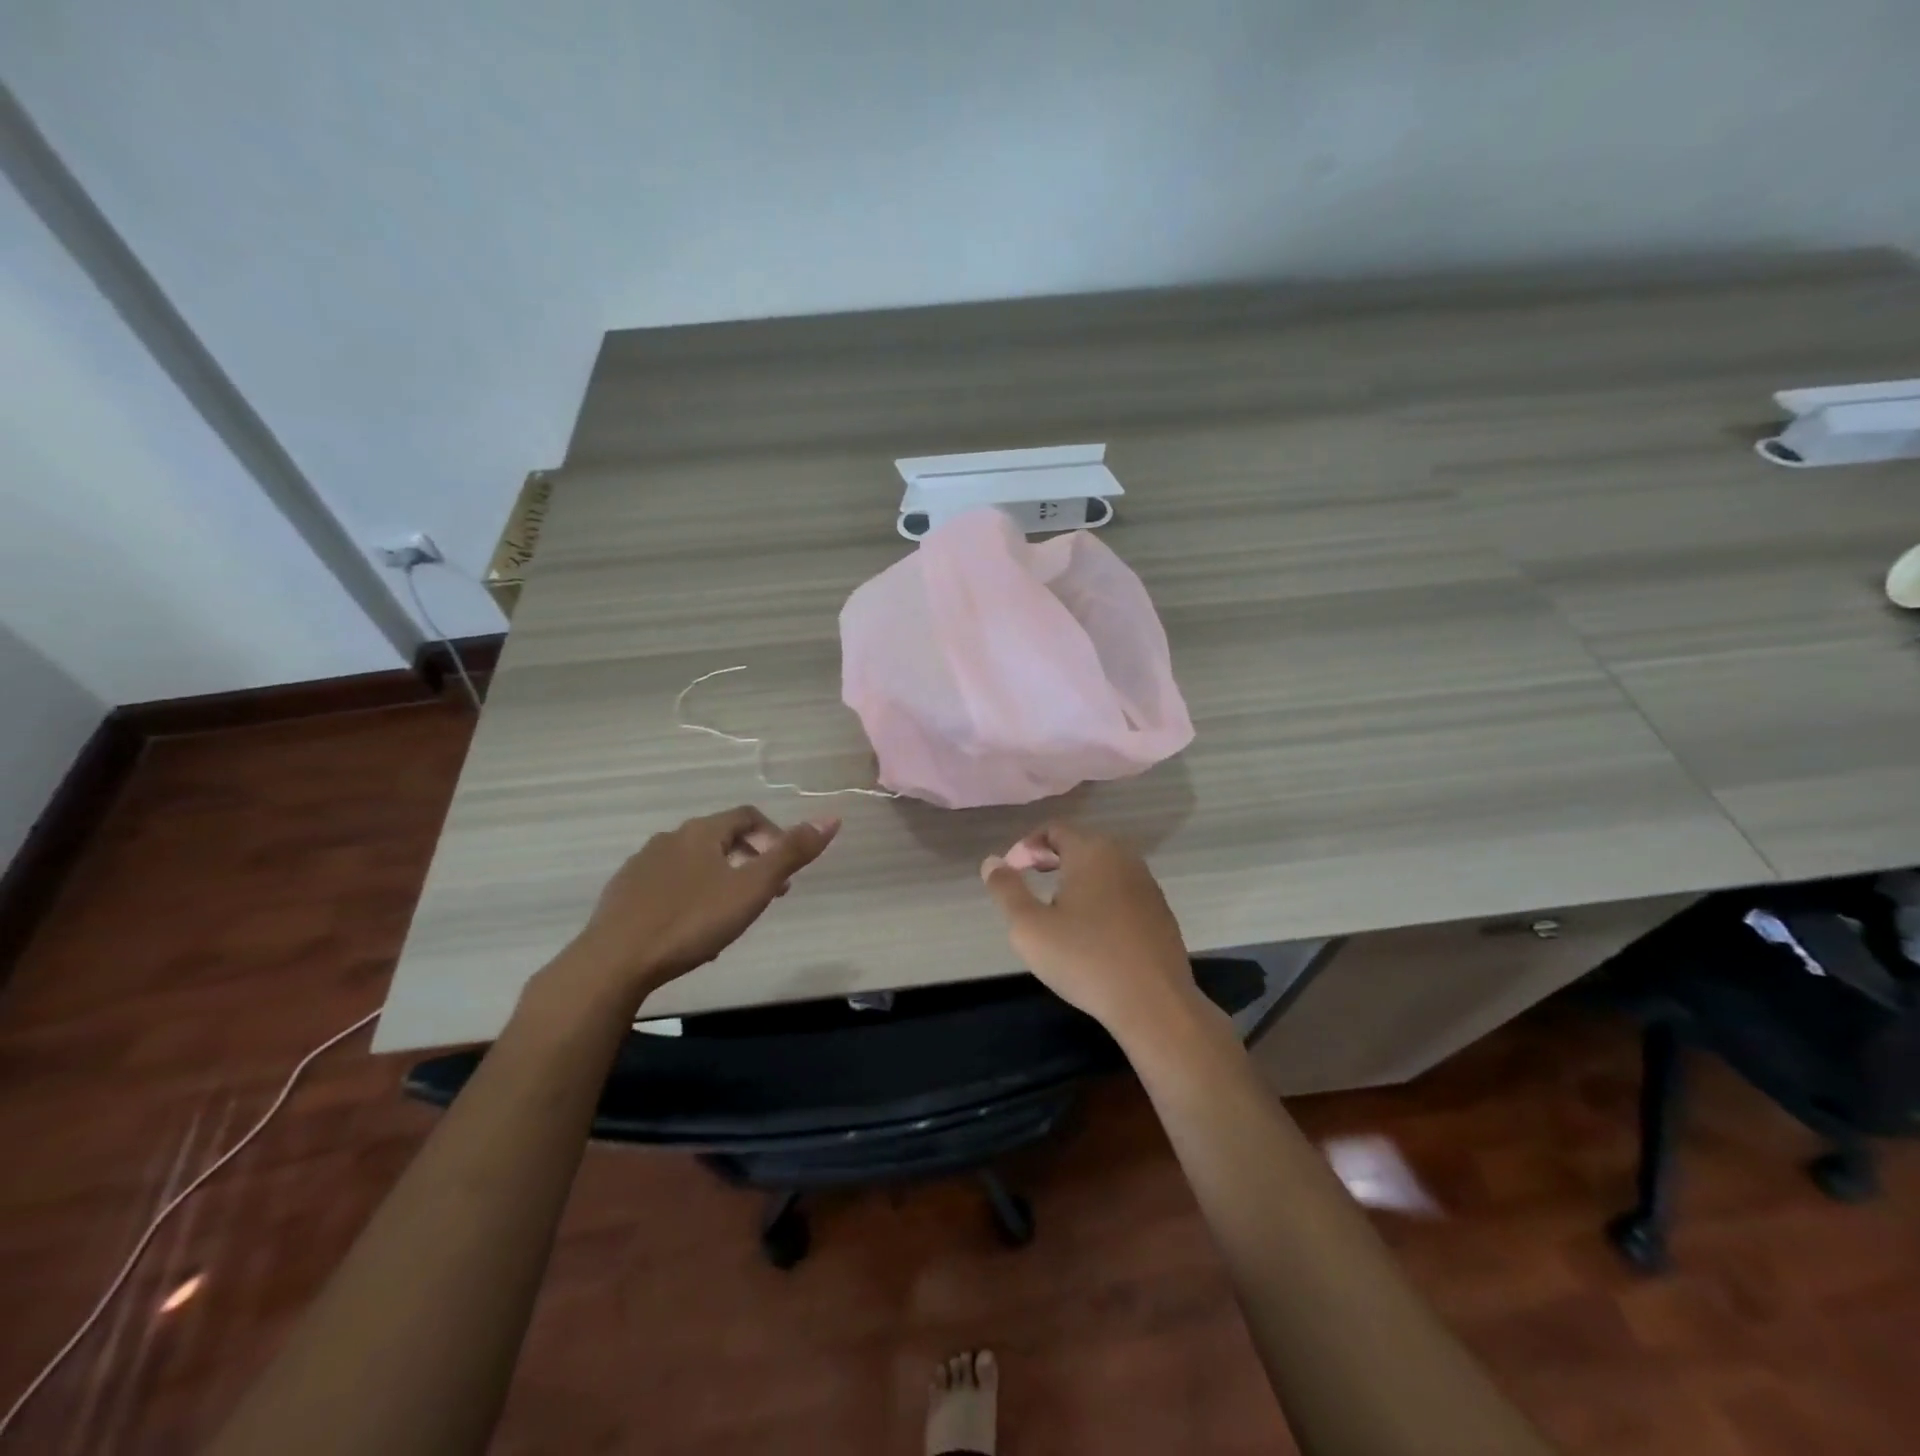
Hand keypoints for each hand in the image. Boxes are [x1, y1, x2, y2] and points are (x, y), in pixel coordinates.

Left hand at [556, 806, 839, 1007]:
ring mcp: (642, 865)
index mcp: (701, 832)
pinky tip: (692, 930)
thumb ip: (791, 854)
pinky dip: (690, 897)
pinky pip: (668, 886)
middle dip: (749, 861)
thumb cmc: (691, 922)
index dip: (773, 835)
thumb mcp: (751, 889)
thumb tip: (832, 818)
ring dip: (720, 880)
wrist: (613, 962)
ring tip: (731, 916)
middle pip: (721, 839)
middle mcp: (670, 838)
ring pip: (694, 864)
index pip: (748, 816)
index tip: (786, 870)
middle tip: (766, 895)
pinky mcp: (623, 894)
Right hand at [980, 823, 1201, 1045]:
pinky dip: (1102, 898)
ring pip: (1104, 868)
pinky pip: (1122, 891)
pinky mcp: (1160, 911)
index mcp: (1091, 851)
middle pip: (1081, 845)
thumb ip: (1006, 890)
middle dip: (1052, 859)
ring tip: (1059, 910)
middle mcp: (1123, 857)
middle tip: (1031, 885)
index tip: (1012, 872)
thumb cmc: (1084, 959)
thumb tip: (992, 862)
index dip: (1028, 846)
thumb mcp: (1029, 927)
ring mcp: (1147, 884)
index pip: (1054, 830)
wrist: (1153, 1002)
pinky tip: (1093, 932)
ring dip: (1078, 879)